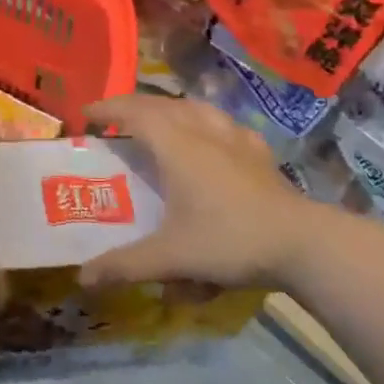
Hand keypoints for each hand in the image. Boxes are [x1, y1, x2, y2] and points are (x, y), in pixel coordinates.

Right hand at [77, 94, 317, 291]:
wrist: (301, 243)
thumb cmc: (229, 240)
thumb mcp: (170, 257)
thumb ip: (125, 266)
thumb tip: (83, 278)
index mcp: (176, 146)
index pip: (135, 113)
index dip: (108, 109)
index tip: (86, 113)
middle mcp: (203, 132)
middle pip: (162, 105)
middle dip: (134, 106)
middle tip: (114, 119)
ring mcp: (235, 139)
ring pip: (196, 108)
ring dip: (170, 108)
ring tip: (159, 120)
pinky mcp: (259, 152)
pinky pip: (225, 124)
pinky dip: (206, 123)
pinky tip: (212, 137)